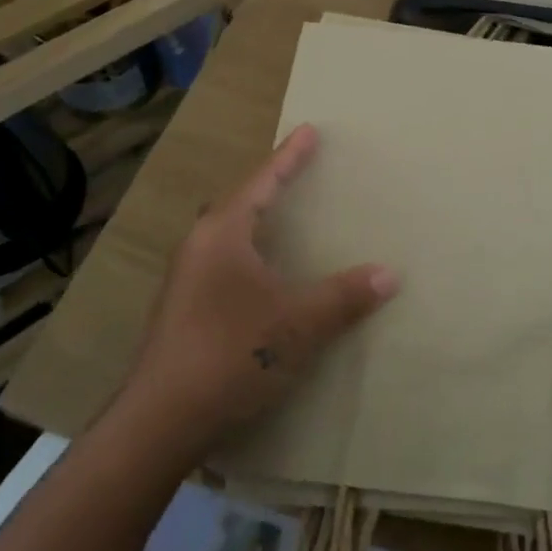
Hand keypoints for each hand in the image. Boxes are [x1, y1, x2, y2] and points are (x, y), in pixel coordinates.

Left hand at [123, 124, 398, 461]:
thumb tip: (390, 274)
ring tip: (285, 219)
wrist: (161, 421)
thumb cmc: (232, 354)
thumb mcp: (298, 323)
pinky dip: (250, 252)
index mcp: (223, 234)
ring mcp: (186, 279)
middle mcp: (199, 246)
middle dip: (270, 185)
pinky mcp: (183, 309)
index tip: (309, 129)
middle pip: (239, 202)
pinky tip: (265, 275)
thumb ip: (344, 296)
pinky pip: (223, 261)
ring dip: (257, 221)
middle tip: (299, 172)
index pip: (262, 182)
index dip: (289, 156)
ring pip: (228, 234)